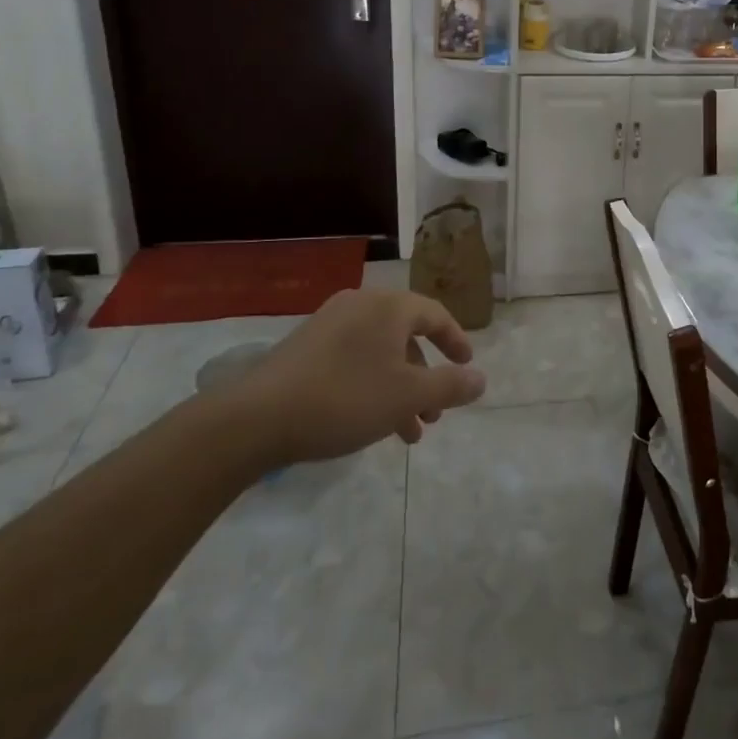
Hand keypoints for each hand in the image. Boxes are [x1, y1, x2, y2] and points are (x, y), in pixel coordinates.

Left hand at [206, 289, 485, 468]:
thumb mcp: (408, 396)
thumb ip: (450, 386)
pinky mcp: (306, 347)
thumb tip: (481, 378)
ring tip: (407, 433)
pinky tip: (370, 423)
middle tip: (435, 414)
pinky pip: (354, 359)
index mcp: (389, 307)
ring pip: (380, 353)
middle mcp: (361, 305)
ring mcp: (329, 324)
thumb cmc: (345, 399)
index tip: (467, 367)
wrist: (256, 417)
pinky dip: (372, 385)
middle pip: (407, 337)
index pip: (435, 315)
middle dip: (426, 378)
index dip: (456, 341)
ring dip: (400, 388)